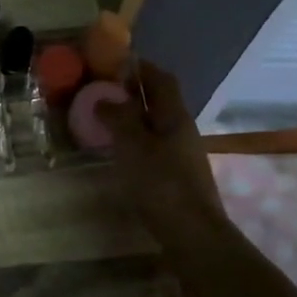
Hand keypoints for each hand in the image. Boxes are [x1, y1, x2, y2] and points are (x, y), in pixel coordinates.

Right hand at [95, 60, 227, 246]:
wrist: (193, 234)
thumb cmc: (161, 183)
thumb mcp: (133, 146)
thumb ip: (118, 118)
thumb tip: (104, 98)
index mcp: (174, 116)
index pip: (161, 79)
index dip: (141, 68)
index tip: (116, 63)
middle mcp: (182, 130)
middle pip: (160, 102)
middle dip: (134, 93)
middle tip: (103, 92)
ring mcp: (182, 154)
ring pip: (156, 125)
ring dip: (133, 118)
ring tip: (105, 121)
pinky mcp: (177, 176)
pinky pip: (154, 146)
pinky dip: (136, 141)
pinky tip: (120, 152)